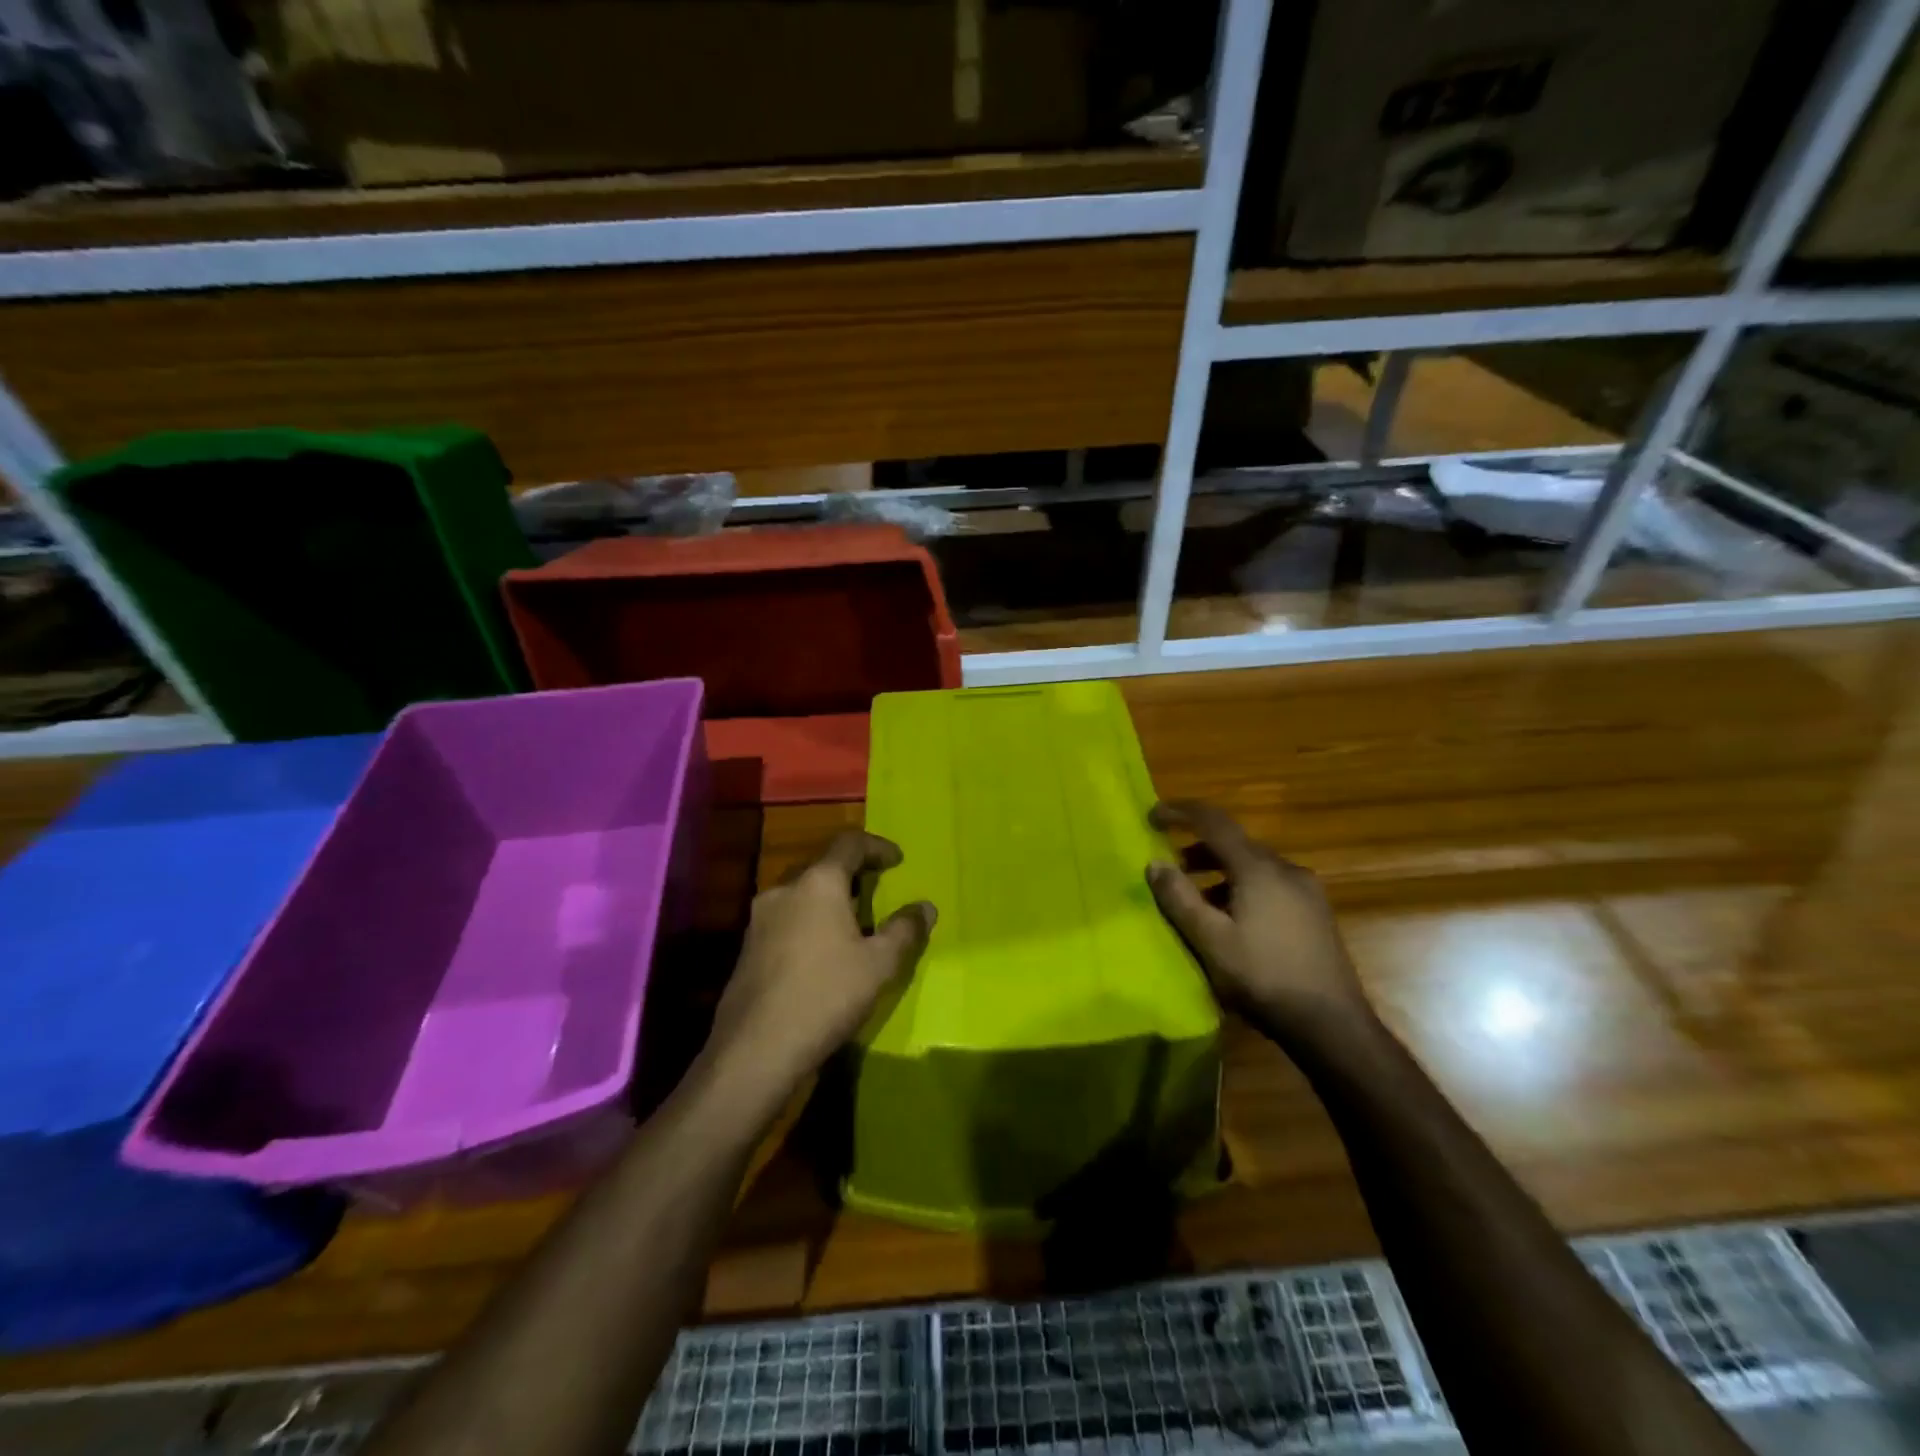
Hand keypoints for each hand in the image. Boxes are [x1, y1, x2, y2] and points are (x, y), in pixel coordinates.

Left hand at [707, 830, 934, 1101]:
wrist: (755, 1049)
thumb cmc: (826, 995)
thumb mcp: (879, 965)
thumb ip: (905, 930)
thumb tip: (926, 907)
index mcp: (818, 882)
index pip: (848, 843)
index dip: (877, 846)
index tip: (898, 860)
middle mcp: (784, 889)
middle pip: (822, 866)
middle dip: (851, 874)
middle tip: (876, 892)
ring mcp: (759, 919)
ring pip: (801, 894)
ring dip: (828, 900)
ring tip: (852, 925)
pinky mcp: (747, 948)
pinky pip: (786, 919)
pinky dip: (809, 922)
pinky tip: (822, 953)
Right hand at [1145, 800, 1369, 1034]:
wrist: (1332, 1025)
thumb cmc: (1264, 977)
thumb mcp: (1210, 940)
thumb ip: (1179, 898)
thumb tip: (1154, 864)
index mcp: (1258, 868)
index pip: (1214, 822)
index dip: (1180, 812)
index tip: (1152, 816)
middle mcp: (1286, 869)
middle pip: (1235, 843)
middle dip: (1198, 848)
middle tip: (1170, 866)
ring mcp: (1306, 891)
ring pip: (1254, 866)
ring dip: (1219, 872)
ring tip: (1196, 898)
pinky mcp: (1315, 913)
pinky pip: (1270, 885)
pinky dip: (1242, 888)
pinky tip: (1232, 920)